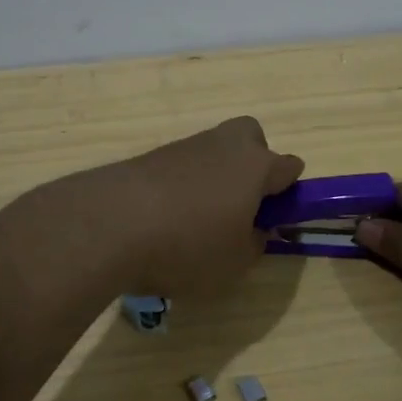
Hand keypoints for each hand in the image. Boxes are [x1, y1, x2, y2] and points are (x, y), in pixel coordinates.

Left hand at [100, 117, 303, 298]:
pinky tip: (167, 218)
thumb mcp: (235, 262)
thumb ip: (255, 243)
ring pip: (214, 152)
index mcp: (256, 166)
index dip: (288, 192)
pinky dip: (183, 185)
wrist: (112, 223)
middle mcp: (225, 145)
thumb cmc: (189, 244)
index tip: (275, 220)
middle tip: (240, 204)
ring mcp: (187, 146)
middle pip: (251, 139)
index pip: (289, 167)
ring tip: (197, 222)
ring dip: (214, 177)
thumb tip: (255, 228)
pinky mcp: (153, 155)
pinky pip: (183, 165)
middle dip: (252, 164)